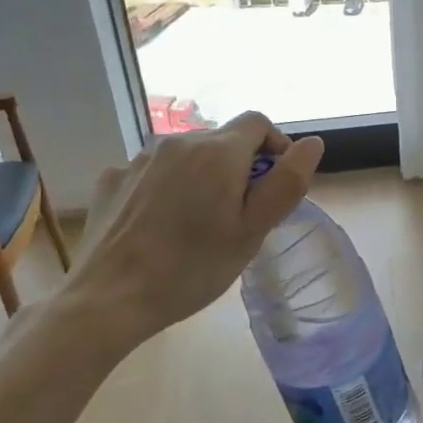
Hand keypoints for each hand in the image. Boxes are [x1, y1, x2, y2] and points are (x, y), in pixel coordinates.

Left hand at [68, 112, 323, 340]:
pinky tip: (159, 225)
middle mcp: (176, 142)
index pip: (258, 123)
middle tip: (239, 215)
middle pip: (222, 140)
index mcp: (217, 152)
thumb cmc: (192, 268)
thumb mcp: (252, 232)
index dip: (275, 146)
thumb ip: (286, 183)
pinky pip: (153, 173)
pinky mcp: (112, 179)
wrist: (108, 299)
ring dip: (202, 176)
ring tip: (197, 223)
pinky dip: (166, 188)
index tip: (274, 185)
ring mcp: (138, 159)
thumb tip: (313, 143)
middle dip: (238, 167)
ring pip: (186, 156)